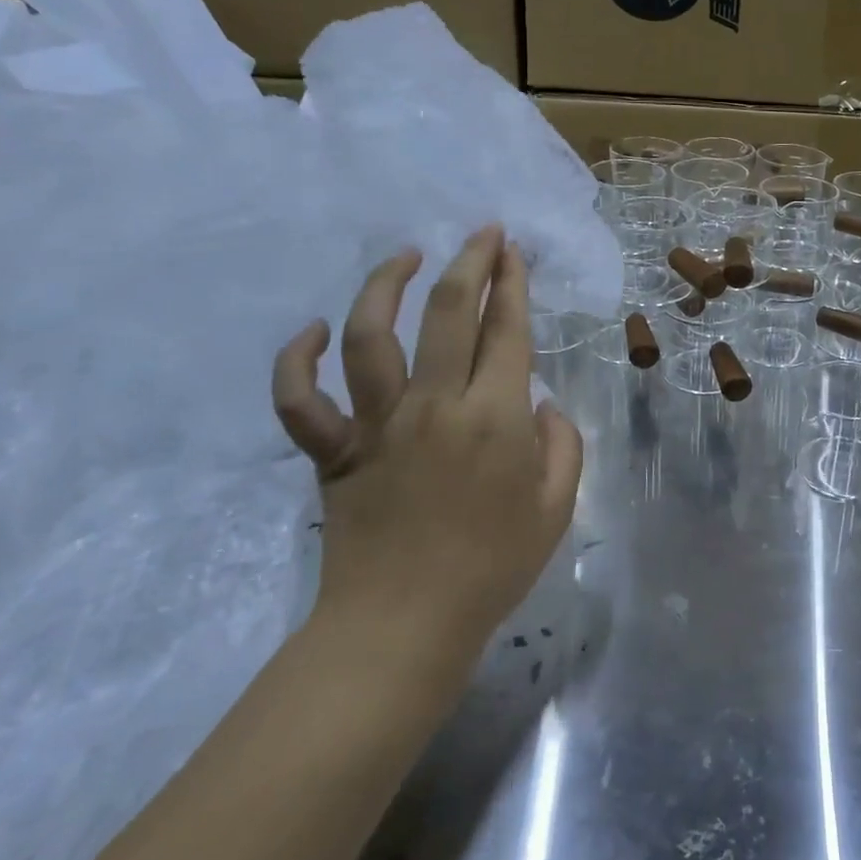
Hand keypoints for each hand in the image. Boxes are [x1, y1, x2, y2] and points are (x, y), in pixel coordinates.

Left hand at [271, 227, 582, 685]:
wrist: (404, 626)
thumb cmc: (493, 567)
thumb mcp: (557, 507)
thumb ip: (563, 445)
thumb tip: (542, 406)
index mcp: (496, 417)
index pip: (508, 330)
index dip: (513, 282)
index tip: (514, 251)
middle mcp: (436, 405)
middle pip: (450, 313)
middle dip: (470, 261)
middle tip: (481, 233)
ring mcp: (379, 425)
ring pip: (372, 335)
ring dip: (386, 285)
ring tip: (406, 256)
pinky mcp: (334, 452)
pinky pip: (300, 400)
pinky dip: (297, 361)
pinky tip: (315, 331)